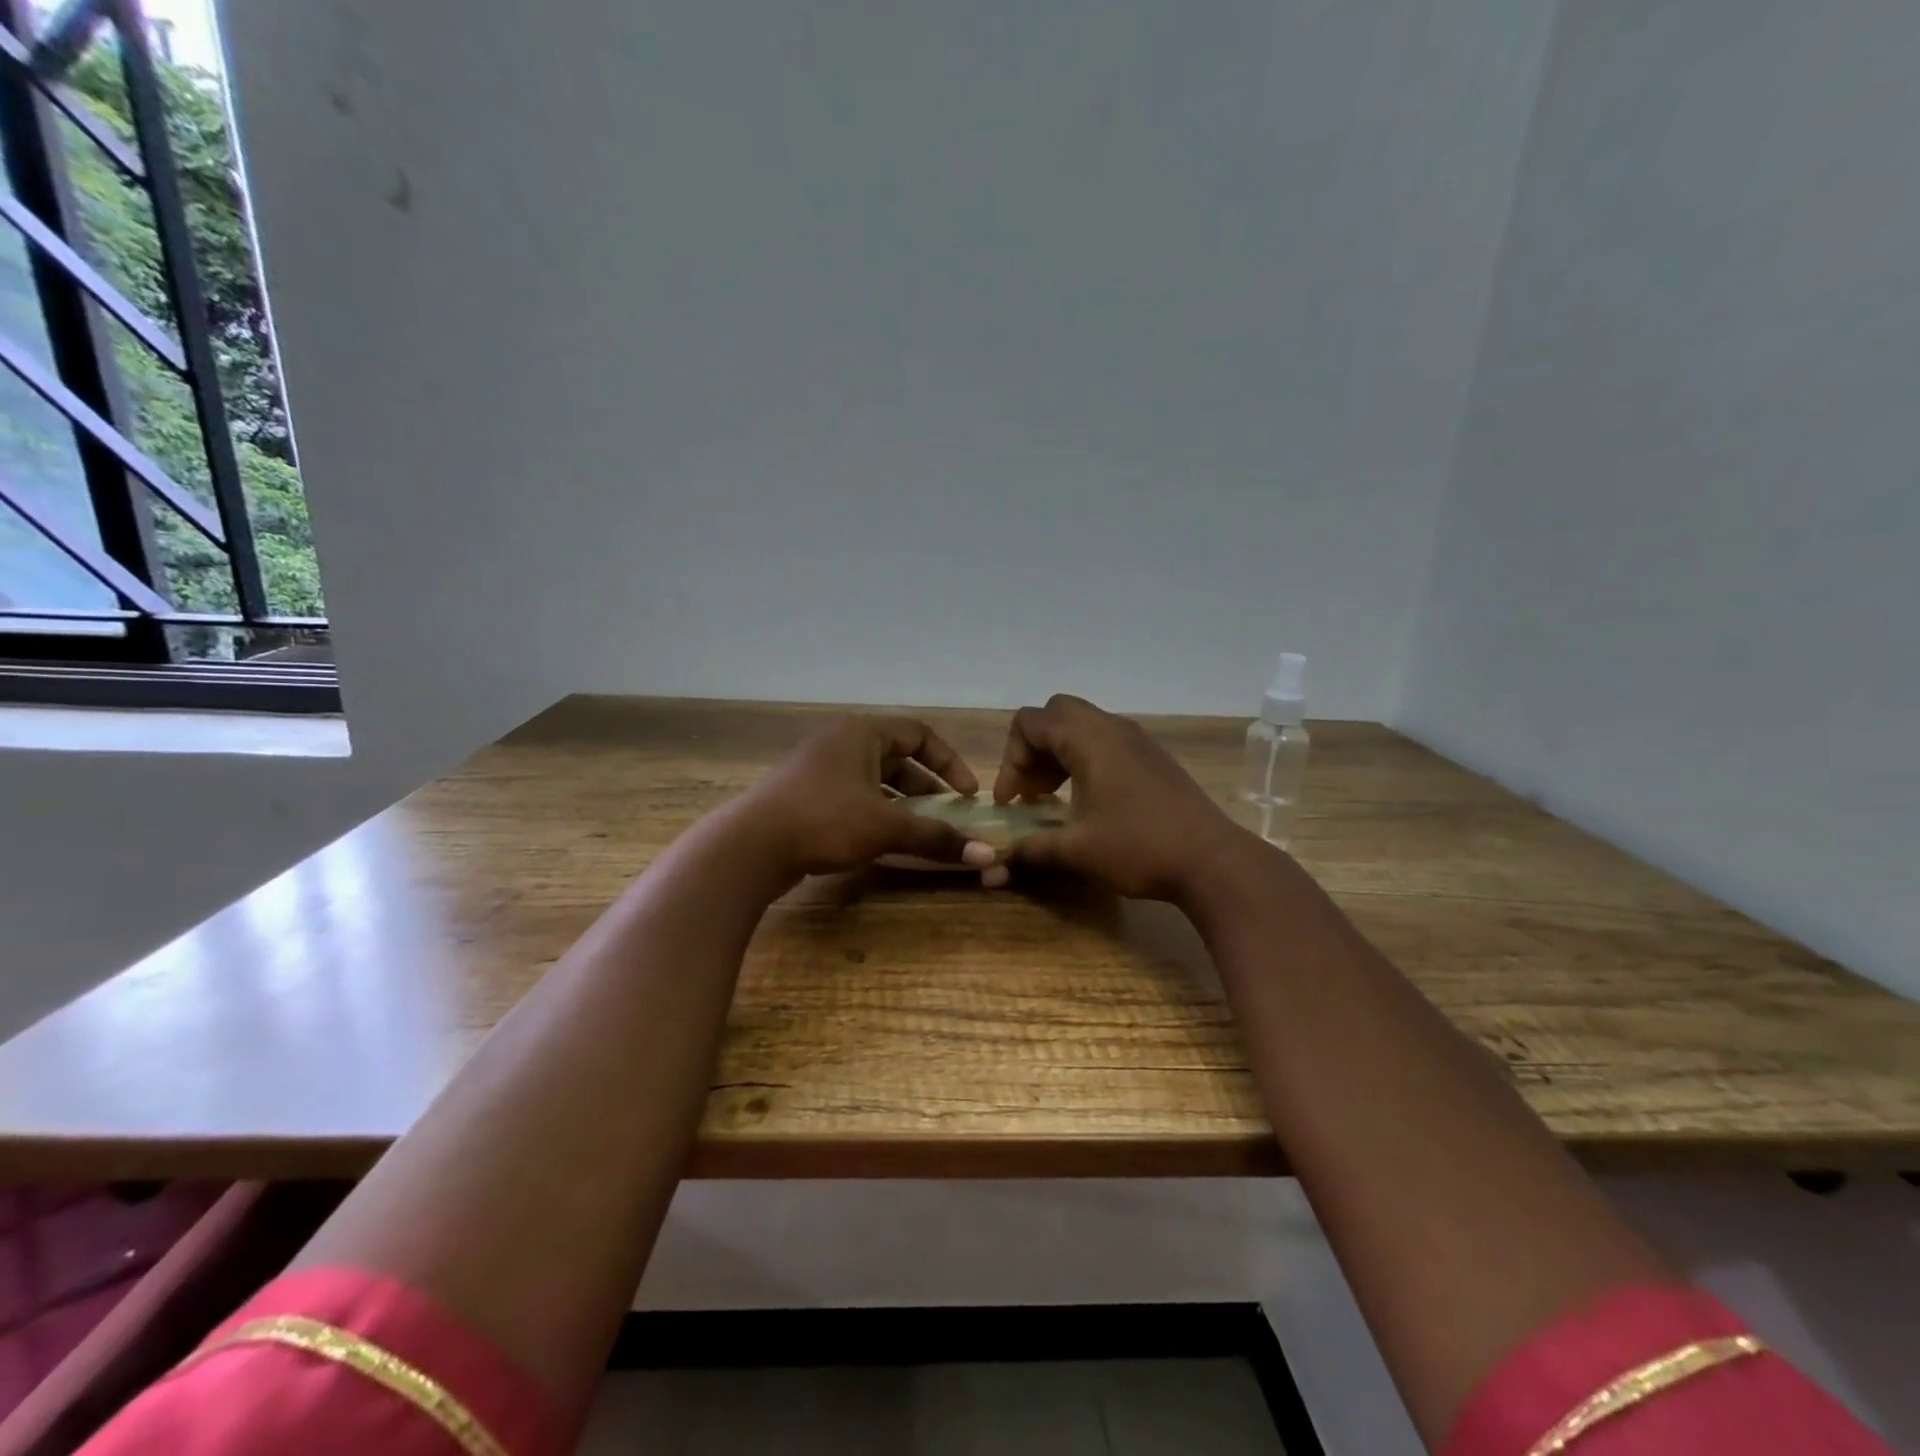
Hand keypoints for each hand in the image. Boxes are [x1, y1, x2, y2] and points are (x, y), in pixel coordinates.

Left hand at [740, 716, 997, 879]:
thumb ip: (935, 837)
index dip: (949, 762)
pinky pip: (855, 796)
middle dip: (927, 788)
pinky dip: (878, 813)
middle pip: (898, 758)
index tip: (967, 794)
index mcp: (861, 733)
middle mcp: (841, 743)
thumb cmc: (824, 820)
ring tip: (923, 831)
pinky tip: (887, 840)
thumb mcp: (886, 827)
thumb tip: (986, 855)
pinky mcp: (806, 795)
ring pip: (875, 781)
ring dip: (903, 804)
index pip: (919, 734)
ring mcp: (820, 769)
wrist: (750, 846)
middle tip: (949, 816)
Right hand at [987, 694, 1240, 901]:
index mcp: (1088, 739)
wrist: (1212, 860)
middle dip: (1033, 749)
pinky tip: (1088, 800)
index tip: (1012, 801)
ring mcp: (1136, 739)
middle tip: (1032, 790)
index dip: (1010, 760)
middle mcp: (1111, 727)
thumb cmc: (1139, 847)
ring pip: (1082, 725)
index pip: (1029, 723)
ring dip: (1058, 753)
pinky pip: (1105, 740)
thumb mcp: (1077, 851)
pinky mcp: (1152, 756)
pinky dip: (1084, 759)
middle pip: (1055, 714)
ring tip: (1054, 796)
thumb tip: (999, 862)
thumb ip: (1032, 849)